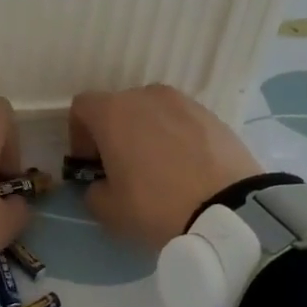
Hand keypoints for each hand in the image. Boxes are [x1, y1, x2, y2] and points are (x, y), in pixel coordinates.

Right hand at [69, 85, 261, 249]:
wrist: (228, 209)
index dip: (79, 134)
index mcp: (113, 112)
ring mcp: (184, 102)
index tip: (90, 163)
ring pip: (153, 112)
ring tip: (158, 168)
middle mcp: (146, 96)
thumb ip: (94, 191)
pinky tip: (186, 168)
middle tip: (123, 167)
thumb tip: (102, 184)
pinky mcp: (212, 115)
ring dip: (147, 132)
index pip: (82, 107)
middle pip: (119, 107)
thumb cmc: (156, 206)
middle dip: (114, 133)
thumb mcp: (108, 210)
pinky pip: (182, 122)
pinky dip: (176, 137)